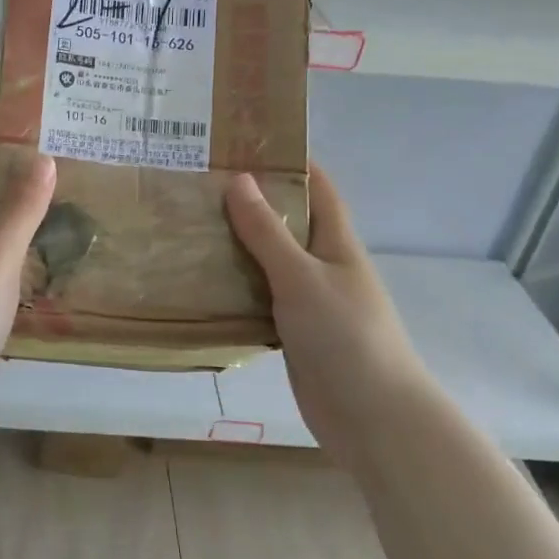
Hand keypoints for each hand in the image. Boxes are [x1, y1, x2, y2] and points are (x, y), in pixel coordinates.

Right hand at [225, 165, 427, 449]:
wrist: (371, 415)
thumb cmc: (345, 335)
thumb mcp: (302, 276)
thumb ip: (268, 232)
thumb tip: (239, 179)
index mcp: (336, 242)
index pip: (316, 186)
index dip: (288, 160)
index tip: (243, 143)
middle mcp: (323, 265)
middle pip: (286, 222)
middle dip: (249, 202)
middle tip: (197, 185)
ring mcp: (308, 301)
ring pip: (267, 262)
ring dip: (235, 246)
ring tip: (187, 226)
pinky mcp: (292, 332)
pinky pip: (259, 298)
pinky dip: (234, 288)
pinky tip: (199, 283)